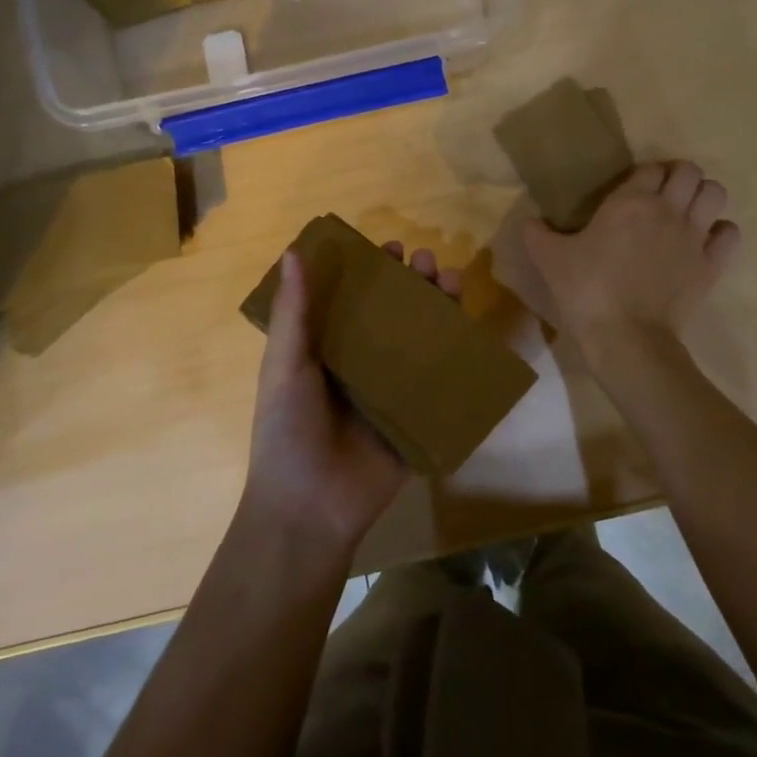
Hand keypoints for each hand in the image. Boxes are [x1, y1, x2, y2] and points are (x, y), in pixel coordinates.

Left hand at [238, 243, 461, 556]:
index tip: (391, 248)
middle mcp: (364, 362)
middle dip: (414, 282)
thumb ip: (295, 312)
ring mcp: (393, 389)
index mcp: (330, 348)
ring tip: (451, 282)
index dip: (374, 270)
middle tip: (428, 262)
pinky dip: (458, 354)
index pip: (356, 297)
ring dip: (439, 308)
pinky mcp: (418, 416)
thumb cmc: (288, 431)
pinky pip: (441, 380)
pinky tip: (471, 330)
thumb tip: (294, 251)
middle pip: (396, 312)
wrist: (310, 509)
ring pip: (422, 338)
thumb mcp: (285, 366)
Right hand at [524, 161, 739, 345]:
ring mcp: (694, 236)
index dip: (646, 174)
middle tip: (664, 196)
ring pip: (716, 194)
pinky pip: (730, 234)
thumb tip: (530, 221)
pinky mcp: (711, 265)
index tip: (636, 190)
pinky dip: (721, 233)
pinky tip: (706, 243)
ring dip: (704, 197)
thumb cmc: (586, 291)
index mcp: (630, 201)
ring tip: (688, 213)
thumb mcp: (550, 260)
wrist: (625, 337)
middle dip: (680, 178)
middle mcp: (668, 210)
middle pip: (690, 171)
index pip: (651, 167)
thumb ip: (538, 235)